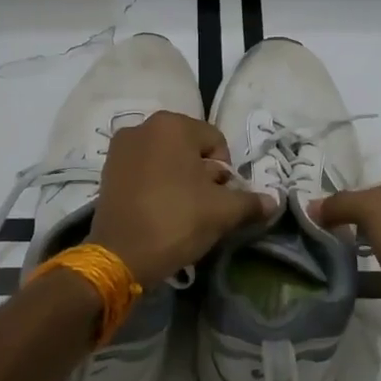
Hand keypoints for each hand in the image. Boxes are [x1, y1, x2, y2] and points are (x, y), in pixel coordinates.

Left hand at [89, 111, 270, 287]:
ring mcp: (120, 148)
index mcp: (172, 125)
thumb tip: (273, 202)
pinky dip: (156, 185)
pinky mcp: (107, 170)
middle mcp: (143, 126)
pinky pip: (144, 170)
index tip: (219, 199)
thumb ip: (251, 202)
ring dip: (179, 179)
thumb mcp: (223, 212)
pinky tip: (158, 210)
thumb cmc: (176, 220)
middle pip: (189, 148)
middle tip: (202, 206)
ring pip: (166, 159)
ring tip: (180, 210)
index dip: (225, 173)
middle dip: (201, 174)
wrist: (120, 255)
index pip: (216, 142)